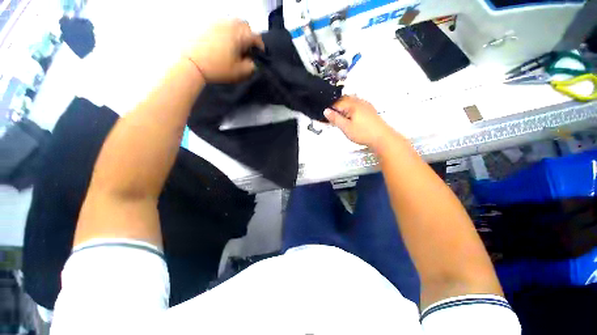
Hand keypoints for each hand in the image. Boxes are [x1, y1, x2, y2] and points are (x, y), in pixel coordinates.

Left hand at [188, 19, 263, 82]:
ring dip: (237, 31)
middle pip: (244, 25)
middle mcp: (229, 24)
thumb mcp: (239, 72)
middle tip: (246, 47)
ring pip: (232, 21)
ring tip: (234, 43)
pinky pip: (221, 23)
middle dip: (248, 35)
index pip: (256, 37)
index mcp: (239, 35)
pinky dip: (225, 30)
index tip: (259, 54)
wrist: (192, 63)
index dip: (260, 46)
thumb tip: (253, 62)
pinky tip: (222, 40)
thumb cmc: (218, 68)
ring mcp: (217, 21)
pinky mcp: (206, 23)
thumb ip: (250, 67)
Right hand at [324, 96, 396, 150]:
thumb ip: (335, 119)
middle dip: (336, 108)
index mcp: (353, 104)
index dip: (329, 110)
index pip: (336, 103)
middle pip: (343, 101)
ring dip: (344, 109)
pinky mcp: (370, 110)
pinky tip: (351, 119)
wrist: (382, 138)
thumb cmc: (365, 133)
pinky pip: (357, 106)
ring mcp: (366, 105)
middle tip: (332, 119)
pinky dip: (351, 111)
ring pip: (350, 103)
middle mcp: (360, 102)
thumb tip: (326, 111)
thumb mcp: (346, 127)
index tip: (326, 118)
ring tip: (341, 120)